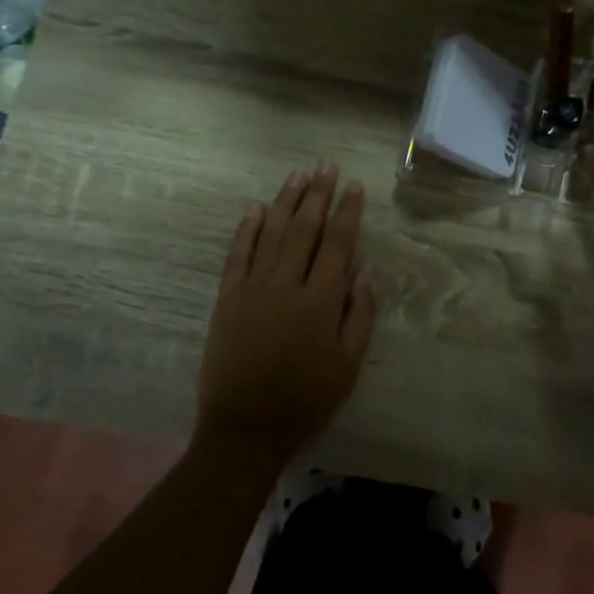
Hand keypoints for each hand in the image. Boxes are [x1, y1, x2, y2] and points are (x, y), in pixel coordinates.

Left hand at [193, 164, 375, 475]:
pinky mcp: (227, 299)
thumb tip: (366, 271)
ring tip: (298, 176)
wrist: (246, 427)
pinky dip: (247, 230)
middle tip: (326, 166)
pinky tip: (255, 209)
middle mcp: (286, 285)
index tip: (354, 186)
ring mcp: (252, 289)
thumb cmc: (306, 400)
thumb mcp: (347, 365)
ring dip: (285, 202)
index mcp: (320, 302)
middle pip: (304, 230)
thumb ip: (359, 315)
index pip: (337, 244)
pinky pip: (237, 256)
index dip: (347, 213)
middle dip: (318, 195)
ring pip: (271, 234)